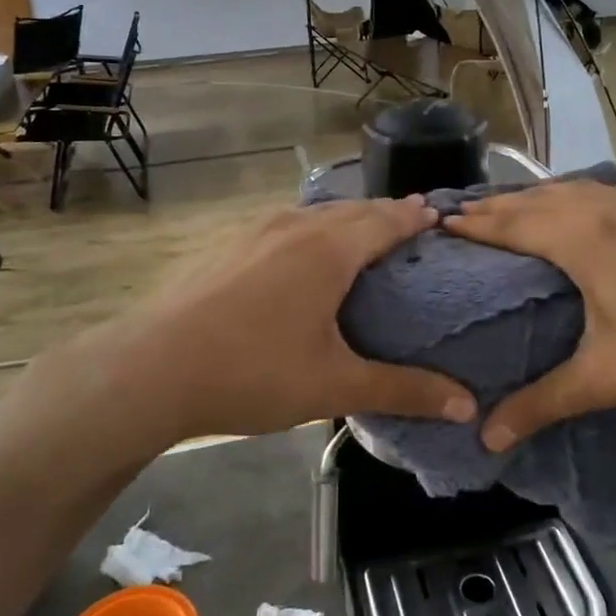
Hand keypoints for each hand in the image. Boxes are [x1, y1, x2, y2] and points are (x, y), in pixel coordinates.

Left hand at [56, 198, 477, 442]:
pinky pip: (284, 226)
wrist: (149, 369)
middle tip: (411, 223)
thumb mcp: (334, 385)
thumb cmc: (252, 372)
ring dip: (345, 220)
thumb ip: (402, 390)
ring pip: (314, 215)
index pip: (386, 220)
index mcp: (328, 250)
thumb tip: (466, 405)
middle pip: (352, 211)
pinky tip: (301, 255)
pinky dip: (310, 231)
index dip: (415, 217)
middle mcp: (294, 227)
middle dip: (385, 214)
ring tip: (363, 236)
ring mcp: (254, 233)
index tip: (439, 214)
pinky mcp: (226, 247)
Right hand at [442, 180, 615, 447]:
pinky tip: (586, 212)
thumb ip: (541, 403)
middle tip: (462, 217)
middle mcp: (607, 208)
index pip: (510, 221)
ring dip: (538, 198)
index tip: (438, 222)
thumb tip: (486, 440)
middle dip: (497, 205)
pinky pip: (606, 193)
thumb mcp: (605, 379)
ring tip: (513, 212)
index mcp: (582, 237)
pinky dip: (578, 198)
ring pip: (574, 190)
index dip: (472, 223)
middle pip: (537, 198)